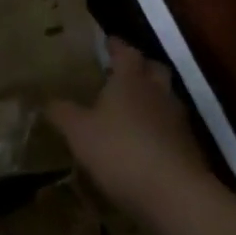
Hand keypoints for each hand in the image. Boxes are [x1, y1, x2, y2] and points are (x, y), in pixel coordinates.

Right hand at [47, 38, 210, 214]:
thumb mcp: (79, 133)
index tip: (107, 42)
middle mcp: (158, 91)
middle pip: (153, 69)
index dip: (116, 46)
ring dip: (151, 98)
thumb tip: (46, 99)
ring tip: (131, 109)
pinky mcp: (189, 146)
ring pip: (165, 97)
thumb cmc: (120, 151)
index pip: (126, 51)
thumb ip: (62, 113)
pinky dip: (159, 128)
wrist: (173, 193)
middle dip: (139, 67)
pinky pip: (171, 127)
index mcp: (131, 79)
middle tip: (122, 73)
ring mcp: (177, 119)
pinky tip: (145, 142)